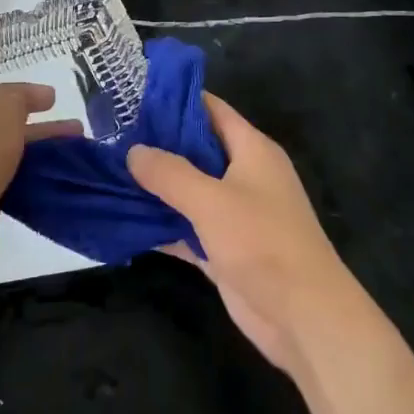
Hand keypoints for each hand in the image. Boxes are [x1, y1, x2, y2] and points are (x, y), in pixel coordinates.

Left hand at [0, 37, 81, 279]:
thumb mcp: (2, 108)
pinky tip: (64, 164)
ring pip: (0, 136)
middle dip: (18, 98)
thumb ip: (20, 96)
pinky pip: (5, 168)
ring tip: (76, 133)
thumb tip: (34, 97)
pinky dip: (31, 165)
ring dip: (35, 134)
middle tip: (51, 97)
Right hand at [128, 93, 363, 378]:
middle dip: (157, 144)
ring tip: (108, 172)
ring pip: (188, 190)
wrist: (304, 317)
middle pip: (195, 149)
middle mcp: (244, 175)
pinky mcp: (223, 249)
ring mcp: (234, 214)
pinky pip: (186, 227)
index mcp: (252, 150)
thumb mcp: (212, 200)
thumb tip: (133, 151)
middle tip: (111, 136)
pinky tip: (122, 219)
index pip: (211, 109)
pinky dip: (160, 224)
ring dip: (154, 186)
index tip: (133, 96)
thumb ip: (170, 173)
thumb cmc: (263, 243)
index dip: (175, 100)